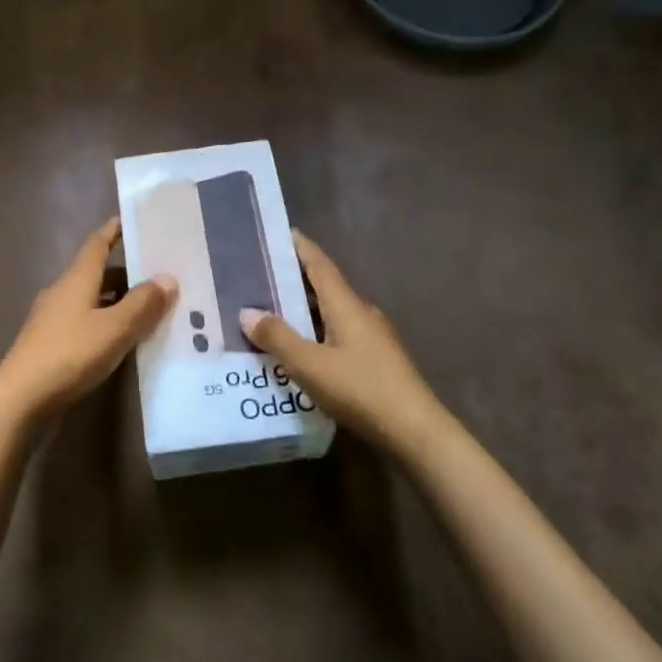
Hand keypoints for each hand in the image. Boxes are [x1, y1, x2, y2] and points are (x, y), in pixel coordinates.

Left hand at [0, 218, 175, 423]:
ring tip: (149, 308)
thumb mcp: (114, 329)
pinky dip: (106, 322)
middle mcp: (62, 292)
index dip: (114, 231)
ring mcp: (52, 319)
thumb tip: (168, 277)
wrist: (19, 400)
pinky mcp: (50, 344)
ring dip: (117, 300)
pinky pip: (85, 322)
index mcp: (76, 279)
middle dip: (126, 271)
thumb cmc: (68, 355)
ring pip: (92, 300)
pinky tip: (122, 339)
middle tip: (159, 273)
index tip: (132, 220)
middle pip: (96, 273)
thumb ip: (142, 304)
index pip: (97, 244)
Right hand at [239, 232, 450, 457]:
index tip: (282, 232)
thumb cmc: (361, 389)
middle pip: (325, 287)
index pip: (320, 265)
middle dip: (296, 279)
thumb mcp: (310, 365)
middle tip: (262, 276)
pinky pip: (338, 334)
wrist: (414, 430)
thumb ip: (278, 338)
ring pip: (332, 313)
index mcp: (347, 305)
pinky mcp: (376, 360)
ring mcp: (372, 337)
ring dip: (304, 309)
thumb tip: (247, 311)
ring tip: (273, 312)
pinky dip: (316, 332)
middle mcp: (361, 313)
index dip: (301, 247)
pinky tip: (300, 349)